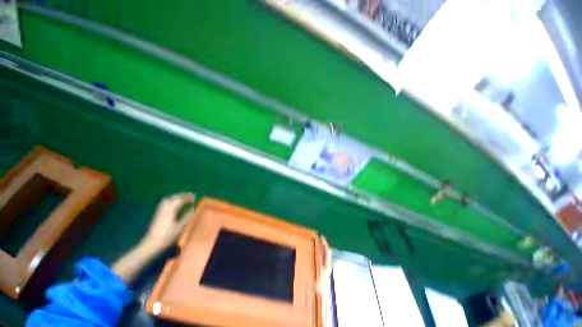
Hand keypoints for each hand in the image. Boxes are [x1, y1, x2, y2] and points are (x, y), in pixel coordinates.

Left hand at [140, 192, 195, 252]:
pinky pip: (165, 203)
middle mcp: (165, 208)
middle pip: (174, 198)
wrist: (151, 244)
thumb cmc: (167, 237)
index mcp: (171, 210)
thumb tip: (193, 209)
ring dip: (176, 197)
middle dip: (182, 195)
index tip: (195, 197)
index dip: (188, 197)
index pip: (180, 200)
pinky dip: (171, 201)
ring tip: (183, 198)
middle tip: (190, 196)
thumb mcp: (180, 228)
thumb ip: (186, 217)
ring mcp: (160, 211)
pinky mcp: (158, 214)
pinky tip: (175, 204)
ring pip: (168, 199)